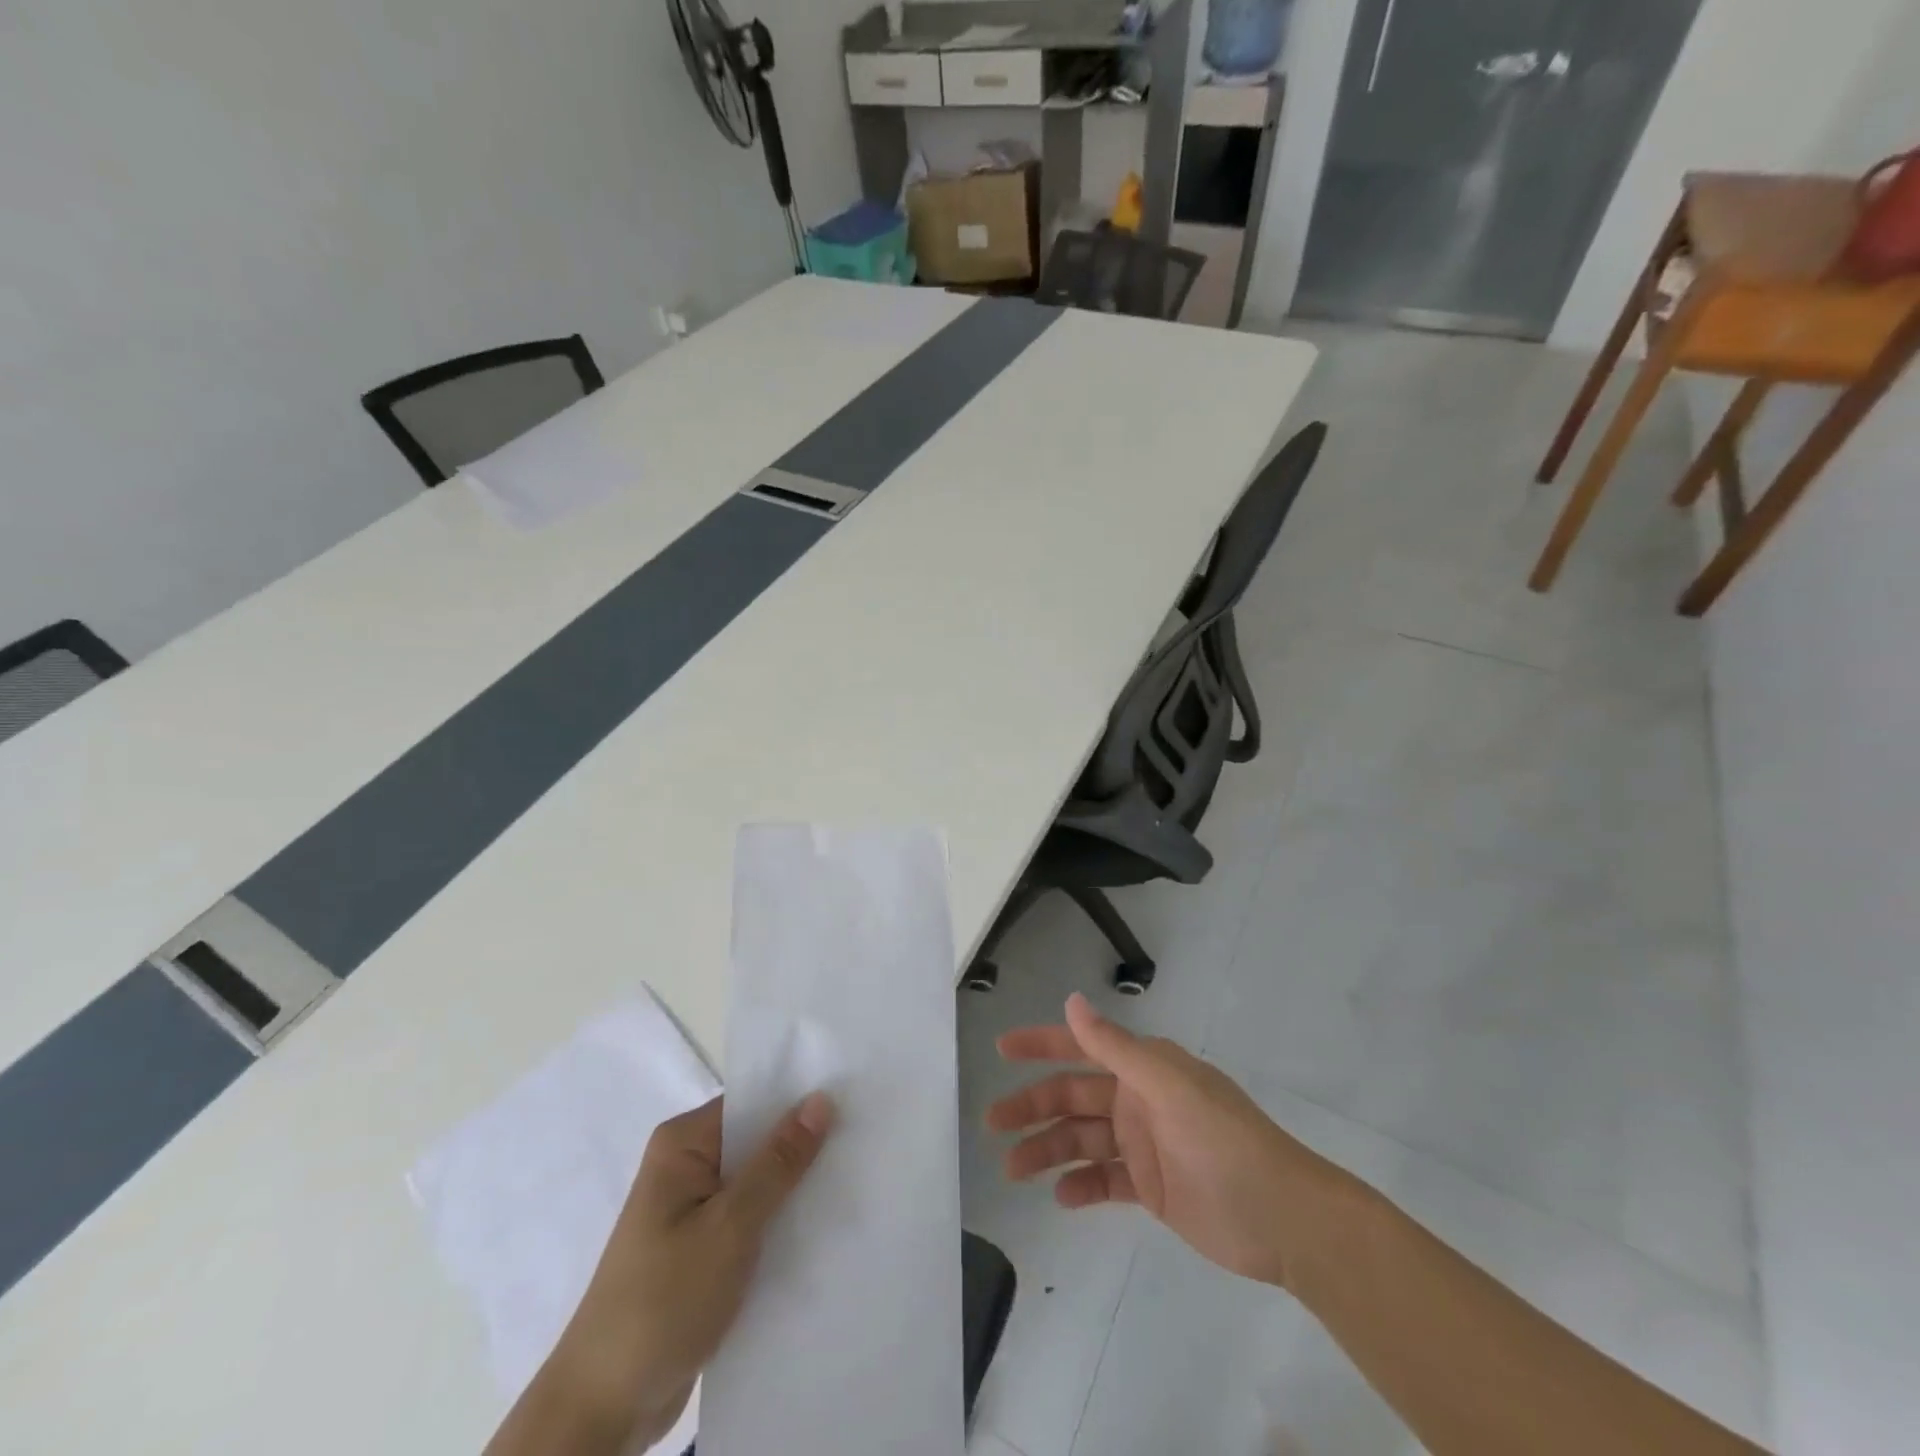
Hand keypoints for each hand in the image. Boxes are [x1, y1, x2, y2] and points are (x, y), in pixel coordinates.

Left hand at [494, 1093, 833, 1455]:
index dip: (800, 1101)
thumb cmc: (663, 1301)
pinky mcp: (701, 1251)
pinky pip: (751, 1220)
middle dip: (804, 1147)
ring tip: (857, 1181)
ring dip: (795, 1190)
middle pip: (757, 1142)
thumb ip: (778, 1162)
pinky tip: (824, 1229)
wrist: (603, 1409)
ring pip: (758, 1184)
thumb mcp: (731, 1226)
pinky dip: (780, 1224)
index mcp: (683, 1144)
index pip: (753, 1102)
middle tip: (865, 1142)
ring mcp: (692, 1211)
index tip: (854, 1099)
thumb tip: (821, 1098)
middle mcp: (686, 1166)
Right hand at [987, 993, 1347, 1288]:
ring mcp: (1144, 1144)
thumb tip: (1072, 1001)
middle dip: (1033, 1106)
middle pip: (1073, 1097)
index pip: (1082, 1047)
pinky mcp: (1151, 1188)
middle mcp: (1138, 1099)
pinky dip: (1081, 1187)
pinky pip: (1105, 1180)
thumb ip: (1116, 1047)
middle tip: (993, 1123)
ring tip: (1013, 1169)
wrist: (1284, 1218)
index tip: (1002, 1050)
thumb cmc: (1224, 1141)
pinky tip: (1061, 1197)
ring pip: (1082, 1140)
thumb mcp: (1168, 1087)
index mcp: (1143, 1068)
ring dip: (1048, 1150)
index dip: (1041, 1044)